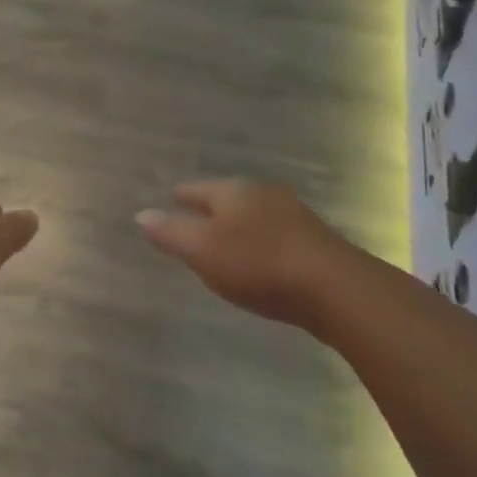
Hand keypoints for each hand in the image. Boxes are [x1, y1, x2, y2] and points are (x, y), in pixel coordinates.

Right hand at [136, 180, 355, 326]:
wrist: (335, 288)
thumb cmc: (259, 264)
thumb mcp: (203, 251)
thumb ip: (171, 233)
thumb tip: (141, 214)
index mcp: (233, 192)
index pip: (198, 189)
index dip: (183, 195)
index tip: (172, 197)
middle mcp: (263, 195)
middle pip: (228, 198)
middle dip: (211, 207)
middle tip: (194, 218)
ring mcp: (293, 216)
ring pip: (255, 215)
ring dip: (239, 225)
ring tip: (225, 240)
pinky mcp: (314, 241)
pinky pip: (275, 235)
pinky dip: (261, 242)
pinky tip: (261, 259)